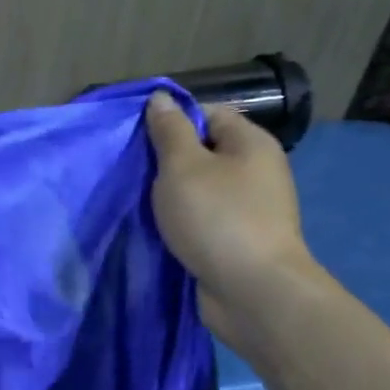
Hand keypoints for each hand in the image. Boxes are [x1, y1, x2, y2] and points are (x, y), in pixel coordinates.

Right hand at [144, 92, 321, 350]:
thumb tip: (162, 98)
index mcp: (251, 143)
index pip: (207, 113)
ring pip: (200, 189)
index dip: (172, 120)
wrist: (252, 292)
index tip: (138, 139)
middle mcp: (255, 171)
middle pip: (203, 151)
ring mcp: (249, 208)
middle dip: (166, 161)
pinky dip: (181, 222)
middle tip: (133, 172)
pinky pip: (203, 219)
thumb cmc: (217, 218)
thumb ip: (169, 131)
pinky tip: (157, 228)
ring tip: (139, 201)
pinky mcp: (237, 240)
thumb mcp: (183, 166)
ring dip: (170, 195)